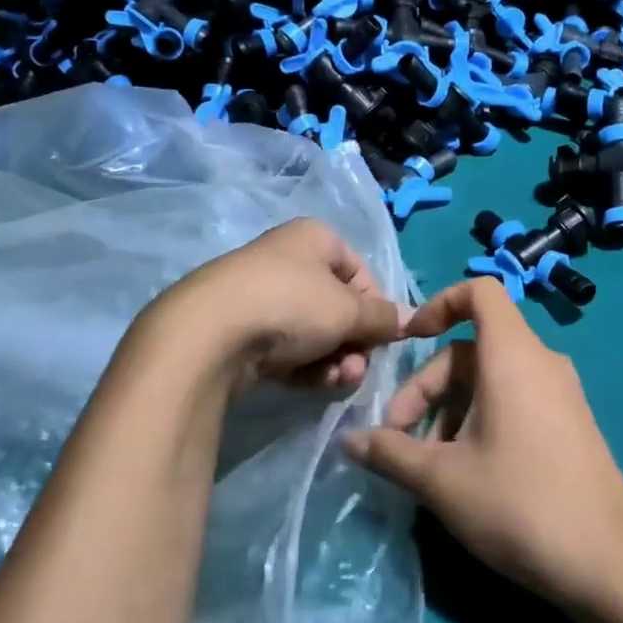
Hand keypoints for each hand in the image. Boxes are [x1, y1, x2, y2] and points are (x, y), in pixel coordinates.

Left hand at [145, 218, 407, 390]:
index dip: (376, 305)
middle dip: (354, 341)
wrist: (210, 334)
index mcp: (314, 238)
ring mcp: (260, 295)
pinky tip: (311, 383)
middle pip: (336, 306)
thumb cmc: (291, 304)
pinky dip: (304, 366)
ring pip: (313, 331)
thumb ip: (383, 317)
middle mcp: (287, 260)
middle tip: (356, 367)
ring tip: (335, 380)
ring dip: (333, 359)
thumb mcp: (348, 310)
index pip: (360, 271)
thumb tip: (413, 320)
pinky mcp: (241, 330)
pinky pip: (285, 347)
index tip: (384, 336)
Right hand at [343, 278, 622, 608]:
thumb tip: (348, 441)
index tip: (408, 342)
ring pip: (490, 381)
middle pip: (470, 349)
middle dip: (427, 387)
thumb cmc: (518, 503)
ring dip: (449, 411)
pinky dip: (480, 420)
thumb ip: (389, 452)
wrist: (608, 563)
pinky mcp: (569, 424)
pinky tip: (465, 473)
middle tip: (398, 439)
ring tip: (427, 466)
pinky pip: (514, 400)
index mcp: (512, 355)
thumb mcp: (441, 480)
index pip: (479, 292)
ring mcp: (560, 394)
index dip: (438, 304)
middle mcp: (540, 362)